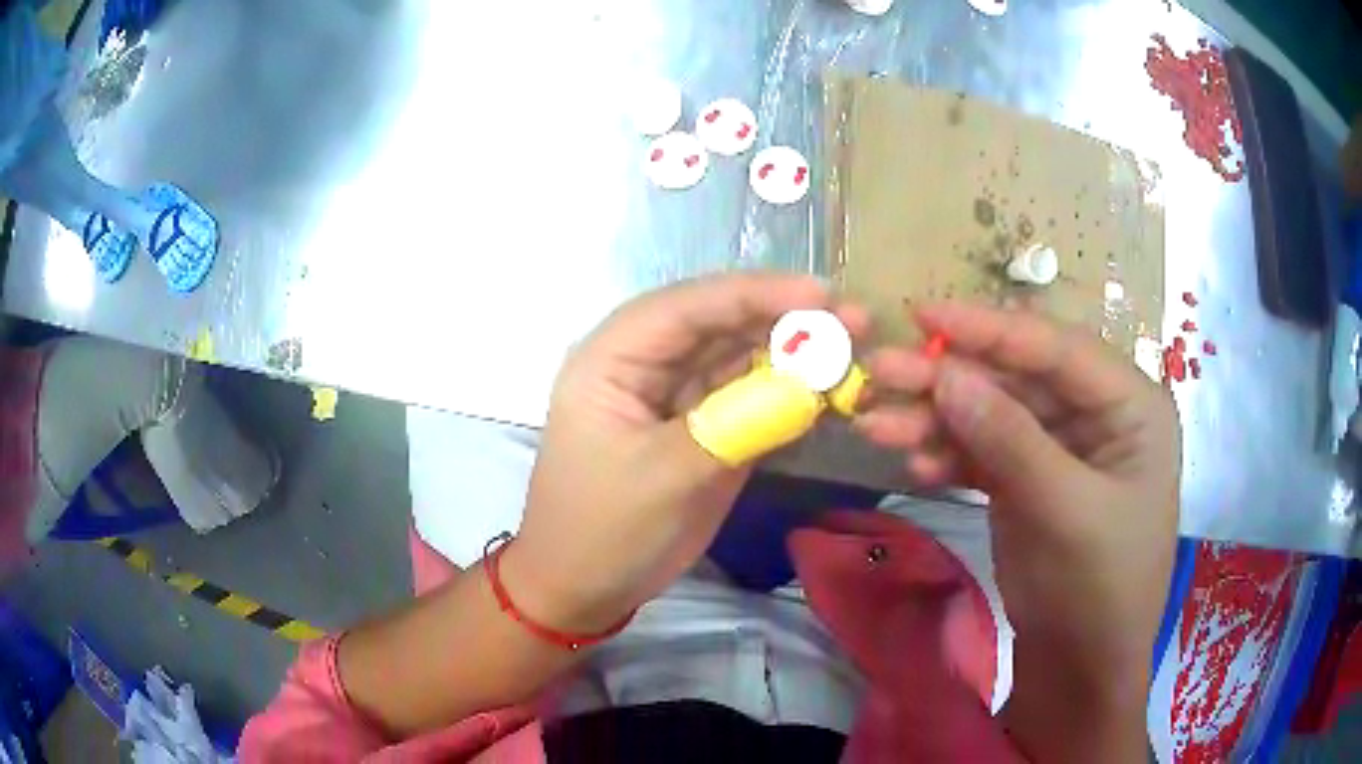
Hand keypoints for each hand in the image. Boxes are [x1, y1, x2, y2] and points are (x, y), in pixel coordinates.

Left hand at [503, 273, 866, 632]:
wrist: (586, 588)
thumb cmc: (604, 530)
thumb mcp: (664, 477)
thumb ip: (737, 425)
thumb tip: (811, 386)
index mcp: (613, 358)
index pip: (687, 307)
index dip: (755, 294)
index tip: (821, 295)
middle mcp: (645, 363)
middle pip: (720, 323)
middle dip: (786, 319)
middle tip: (855, 320)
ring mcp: (678, 395)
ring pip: (740, 357)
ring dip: (795, 354)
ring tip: (854, 351)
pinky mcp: (704, 426)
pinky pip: (750, 396)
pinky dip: (789, 392)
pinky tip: (829, 389)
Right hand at [856, 303, 1178, 759]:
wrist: (1081, 670)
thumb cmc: (1099, 590)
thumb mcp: (1063, 513)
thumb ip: (1010, 440)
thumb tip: (948, 374)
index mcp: (1130, 405)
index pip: (1057, 349)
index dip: (990, 329)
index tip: (923, 314)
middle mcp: (1096, 415)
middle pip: (1017, 378)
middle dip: (950, 378)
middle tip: (881, 370)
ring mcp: (1059, 448)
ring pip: (992, 415)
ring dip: (936, 420)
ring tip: (875, 425)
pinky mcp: (1028, 481)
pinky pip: (984, 453)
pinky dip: (949, 456)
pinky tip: (915, 465)